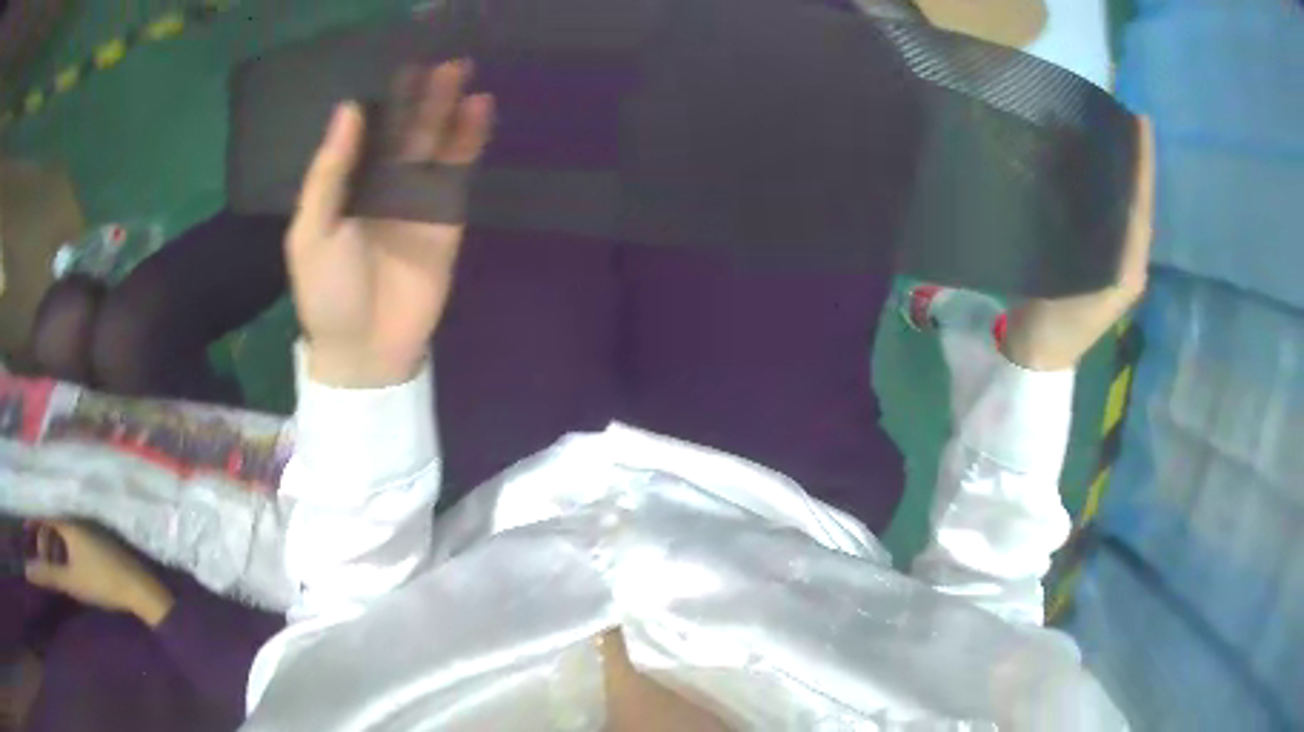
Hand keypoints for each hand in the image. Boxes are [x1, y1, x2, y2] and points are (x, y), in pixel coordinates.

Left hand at [23, 521, 173, 627]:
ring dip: (51, 540)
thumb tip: (43, 505)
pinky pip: (65, 560)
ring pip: (55, 559)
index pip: (42, 571)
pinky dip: (61, 545)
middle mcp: (66, 583)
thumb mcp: (77, 536)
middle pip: (47, 561)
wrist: (136, 588)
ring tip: (55, 522)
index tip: (23, 552)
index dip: (32, 567)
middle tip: (42, 519)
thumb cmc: (105, 565)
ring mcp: (77, 583)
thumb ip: (57, 520)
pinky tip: (68, 532)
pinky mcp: (86, 579)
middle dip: (41, 539)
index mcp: (63, 578)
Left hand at [288, 61, 493, 387]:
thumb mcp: (312, 232)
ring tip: (461, 70)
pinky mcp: (447, 215)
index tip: (397, 60)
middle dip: (420, 93)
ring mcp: (416, 196)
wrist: (367, 348)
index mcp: (345, 183)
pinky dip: (469, 140)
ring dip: (447, 107)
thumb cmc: (328, 292)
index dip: (381, 95)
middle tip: (439, 57)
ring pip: (434, 142)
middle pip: (403, 128)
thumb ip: (329, 173)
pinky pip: (458, 171)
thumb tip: (348, 109)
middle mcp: (381, 181)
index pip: (366, 129)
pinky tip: (479, 109)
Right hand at [1001, 116, 1154, 371]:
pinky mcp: (1093, 260)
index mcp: (1130, 265)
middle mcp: (1126, 259)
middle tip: (1128, 121)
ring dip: (1120, 172)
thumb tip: (1089, 190)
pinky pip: (1104, 215)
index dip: (1143, 163)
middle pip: (1136, 202)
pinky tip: (1090, 167)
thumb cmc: (1058, 324)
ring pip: (1122, 207)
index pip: (1141, 204)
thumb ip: (1091, 244)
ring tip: (1112, 134)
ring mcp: (1110, 261)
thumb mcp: (1077, 282)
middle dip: (1135, 162)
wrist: (1038, 355)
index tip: (1142, 122)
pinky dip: (1101, 188)